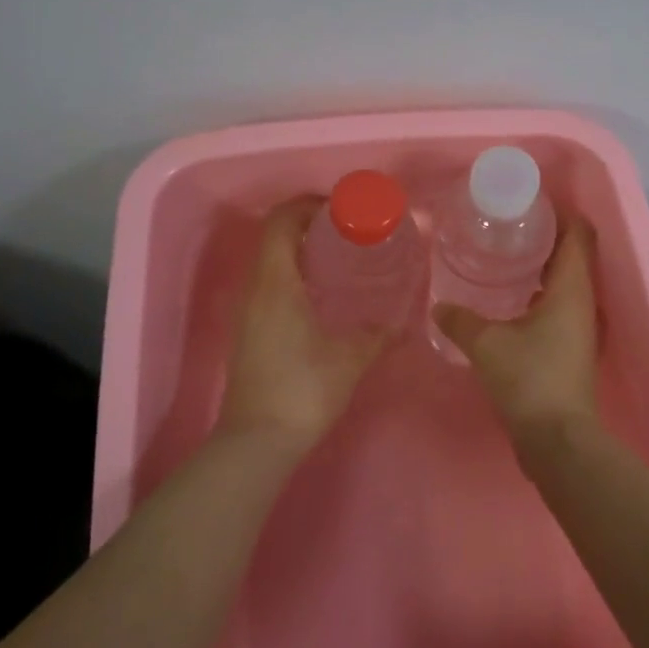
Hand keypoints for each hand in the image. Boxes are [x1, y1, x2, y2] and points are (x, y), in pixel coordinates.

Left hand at [217, 198, 392, 459]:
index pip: (281, 221)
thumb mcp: (350, 358)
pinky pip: (268, 285)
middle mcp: (255, 289)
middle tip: (347, 232)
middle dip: (308, 226)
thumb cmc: (303, 390)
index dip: (307, 205)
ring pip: (269, 262)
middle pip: (274, 237)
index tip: (340, 209)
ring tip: (340, 260)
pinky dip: (293, 276)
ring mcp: (247, 311)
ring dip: (300, 252)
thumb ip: (378, 333)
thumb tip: (401, 319)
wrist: (257, 442)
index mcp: (276, 283)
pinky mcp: (248, 331)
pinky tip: (322, 297)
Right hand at [434, 218, 601, 462]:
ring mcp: (581, 326)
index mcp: (572, 288)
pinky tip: (512, 301)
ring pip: (567, 281)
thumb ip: (460, 320)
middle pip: (574, 254)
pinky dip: (541, 293)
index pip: (579, 234)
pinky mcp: (572, 347)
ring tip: (507, 257)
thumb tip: (439, 306)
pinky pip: (560, 305)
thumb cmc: (529, 379)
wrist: (557, 440)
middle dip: (546, 236)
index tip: (530, 205)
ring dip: (544, 266)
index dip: (561, 213)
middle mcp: (583, 302)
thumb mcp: (486, 344)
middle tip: (509, 227)